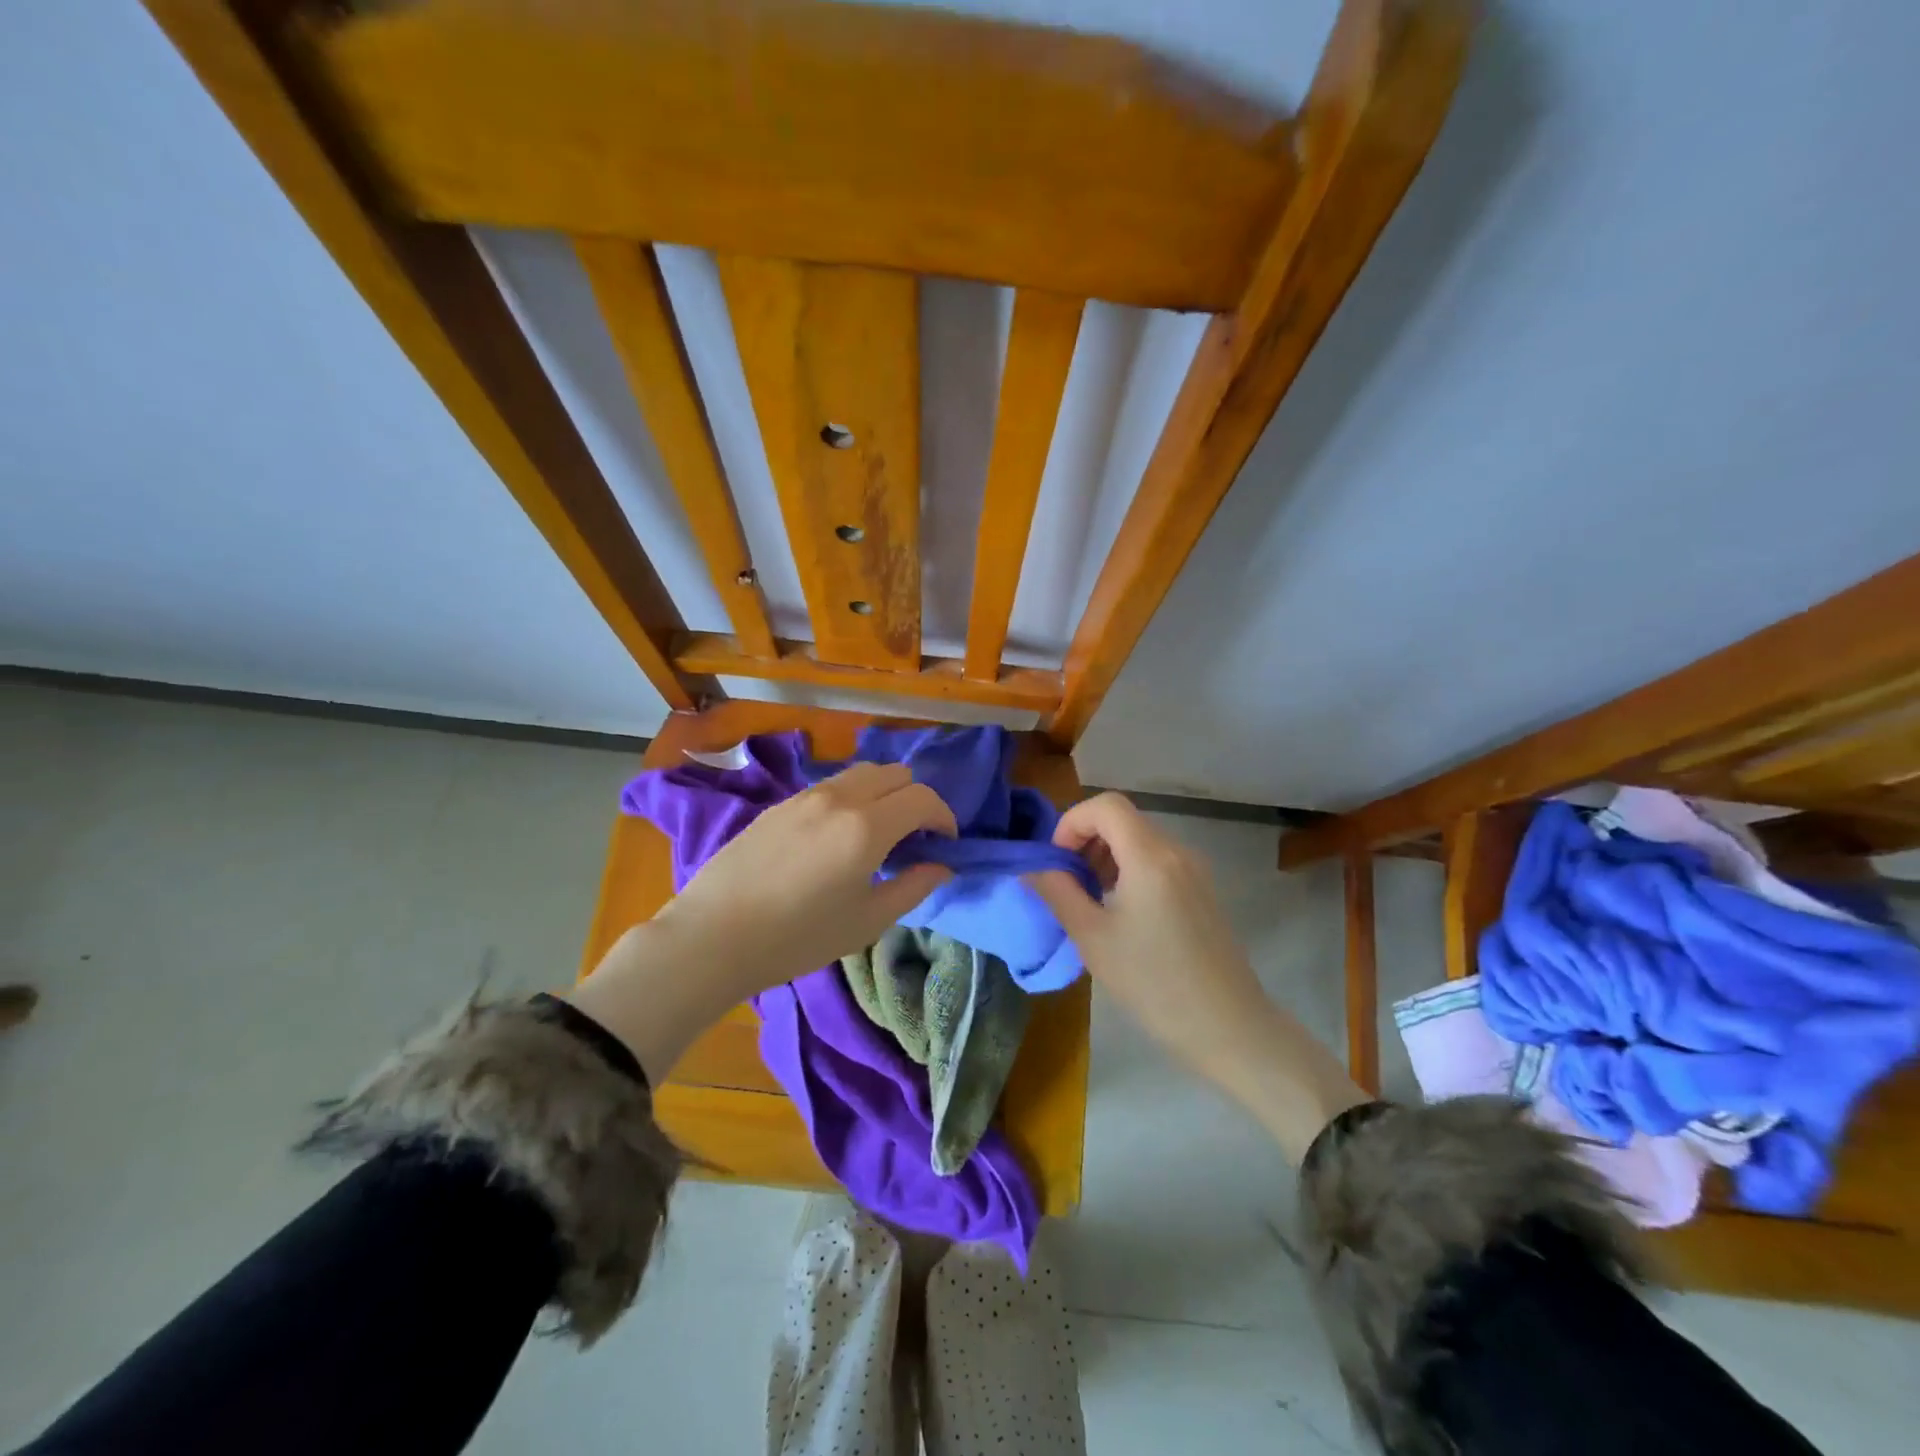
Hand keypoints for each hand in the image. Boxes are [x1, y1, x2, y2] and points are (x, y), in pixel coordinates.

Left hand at [569, 764, 955, 1081]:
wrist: (714, 936)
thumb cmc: (798, 937)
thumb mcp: (866, 921)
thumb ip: (913, 887)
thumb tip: (942, 866)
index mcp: (867, 826)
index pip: (922, 798)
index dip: (944, 817)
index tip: (945, 843)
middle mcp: (840, 798)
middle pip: (895, 774)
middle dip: (916, 800)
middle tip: (913, 838)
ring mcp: (806, 795)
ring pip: (862, 773)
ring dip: (883, 793)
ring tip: (878, 833)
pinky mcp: (781, 803)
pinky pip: (831, 785)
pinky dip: (852, 797)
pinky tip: (838, 835)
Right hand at [1027, 792, 1266, 1068]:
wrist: (1228, 1028)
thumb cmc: (1153, 983)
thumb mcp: (1092, 937)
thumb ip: (1057, 892)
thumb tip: (1032, 867)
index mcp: (1150, 856)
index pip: (1105, 805)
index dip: (1072, 823)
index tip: (1057, 862)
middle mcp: (1177, 851)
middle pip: (1122, 820)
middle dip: (1086, 841)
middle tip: (1068, 885)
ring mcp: (1195, 871)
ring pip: (1139, 840)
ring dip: (1106, 857)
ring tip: (1090, 902)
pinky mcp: (1202, 891)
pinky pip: (1158, 861)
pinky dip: (1129, 871)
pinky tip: (1121, 914)